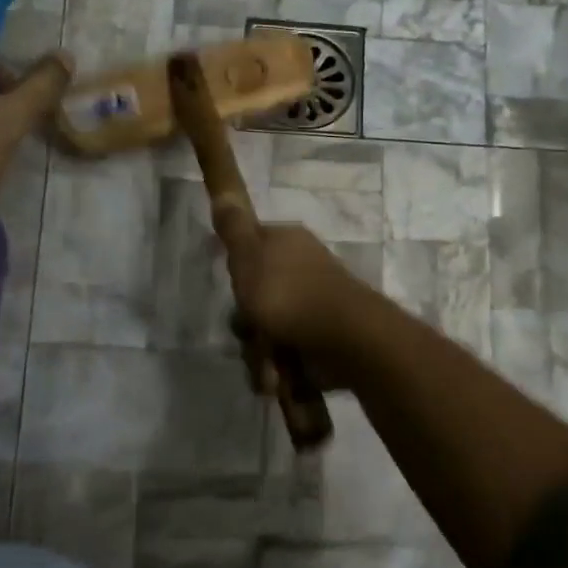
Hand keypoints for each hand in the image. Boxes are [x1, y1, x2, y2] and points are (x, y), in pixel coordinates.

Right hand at [224, 224, 370, 371]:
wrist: (345, 339)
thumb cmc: (289, 294)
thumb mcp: (250, 255)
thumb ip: (234, 227)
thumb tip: (223, 189)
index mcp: (287, 245)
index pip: (249, 253)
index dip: (238, 275)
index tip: (238, 288)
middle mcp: (301, 272)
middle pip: (254, 300)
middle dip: (249, 326)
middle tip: (253, 331)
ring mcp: (311, 308)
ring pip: (265, 333)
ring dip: (261, 356)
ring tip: (270, 367)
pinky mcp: (318, 341)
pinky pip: (284, 357)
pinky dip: (280, 371)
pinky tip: (282, 378)